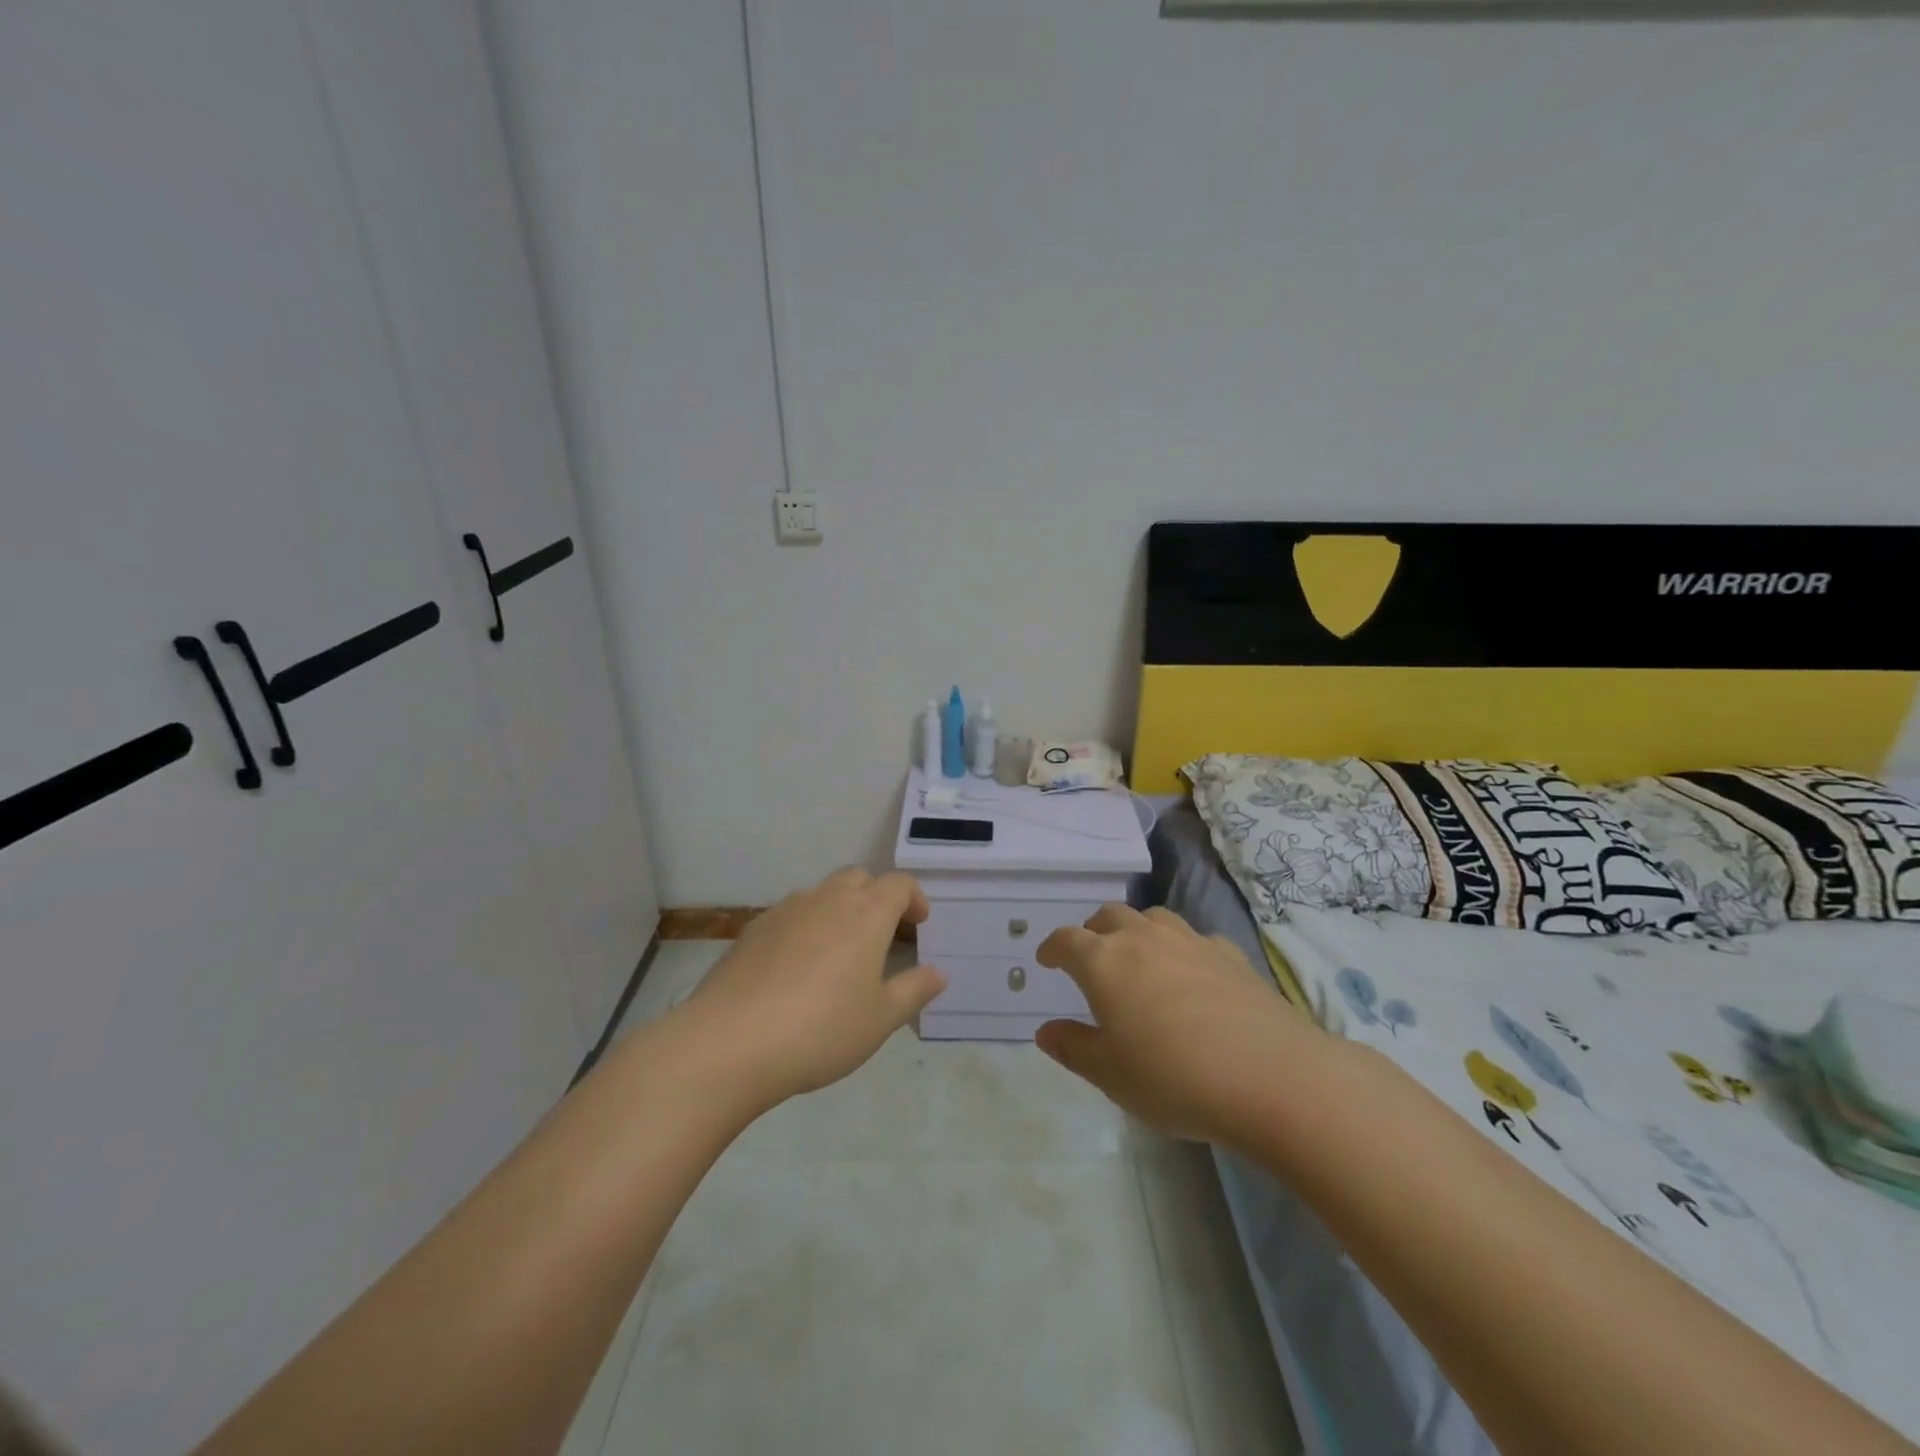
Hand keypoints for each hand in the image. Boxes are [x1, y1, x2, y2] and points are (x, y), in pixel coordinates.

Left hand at [679, 868, 945, 1108]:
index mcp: (866, 914)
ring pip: (821, 893)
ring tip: (839, 952)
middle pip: (858, 878)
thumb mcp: (880, 1020)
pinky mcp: (752, 929)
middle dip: (876, 897)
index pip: (898, 884)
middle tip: (882, 935)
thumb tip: (938, 973)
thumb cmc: (821, 1030)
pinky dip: (805, 927)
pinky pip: (790, 915)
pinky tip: (797, 968)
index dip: (913, 898)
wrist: (729, 1042)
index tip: (918, 924)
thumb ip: (913, 991)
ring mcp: (785, 911)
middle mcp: (827, 900)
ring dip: (839, 909)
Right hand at [1034, 905, 1321, 1145]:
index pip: (1067, 940)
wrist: (1271, 1077)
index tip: (1046, 960)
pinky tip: (1192, 974)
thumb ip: (1073, 1048)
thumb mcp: (1110, 1075)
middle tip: (1091, 957)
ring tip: (1138, 957)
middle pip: (1109, 916)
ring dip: (1136, 930)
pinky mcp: (1231, 955)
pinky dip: (1182, 949)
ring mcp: (1190, 942)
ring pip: (1153, 918)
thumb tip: (1046, 1030)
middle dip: (1093, 931)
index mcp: (1104, 962)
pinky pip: (1195, 939)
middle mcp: (1143, 939)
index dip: (1052, 948)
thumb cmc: (1174, 1078)